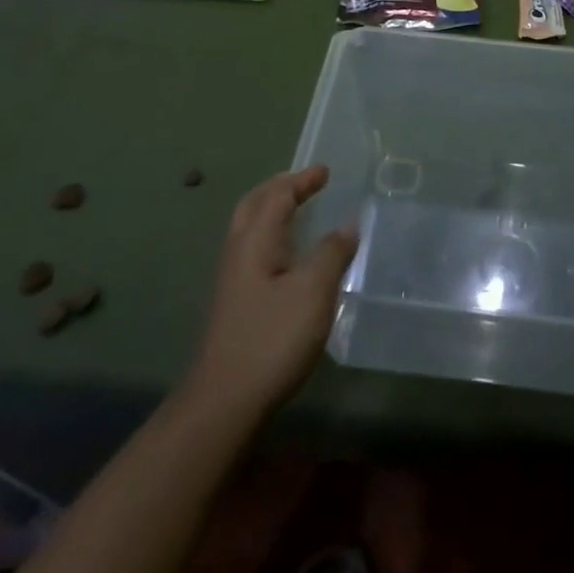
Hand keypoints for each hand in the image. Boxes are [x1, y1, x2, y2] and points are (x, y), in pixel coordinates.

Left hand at [188, 166, 357, 422]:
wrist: (224, 401)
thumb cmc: (272, 338)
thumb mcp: (314, 291)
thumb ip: (333, 252)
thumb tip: (349, 224)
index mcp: (255, 240)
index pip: (277, 195)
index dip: (302, 180)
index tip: (325, 171)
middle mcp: (238, 252)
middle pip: (254, 205)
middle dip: (280, 188)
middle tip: (307, 183)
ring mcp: (233, 279)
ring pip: (250, 228)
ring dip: (273, 210)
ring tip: (300, 211)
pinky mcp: (236, 303)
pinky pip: (255, 250)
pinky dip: (274, 235)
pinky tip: (290, 257)